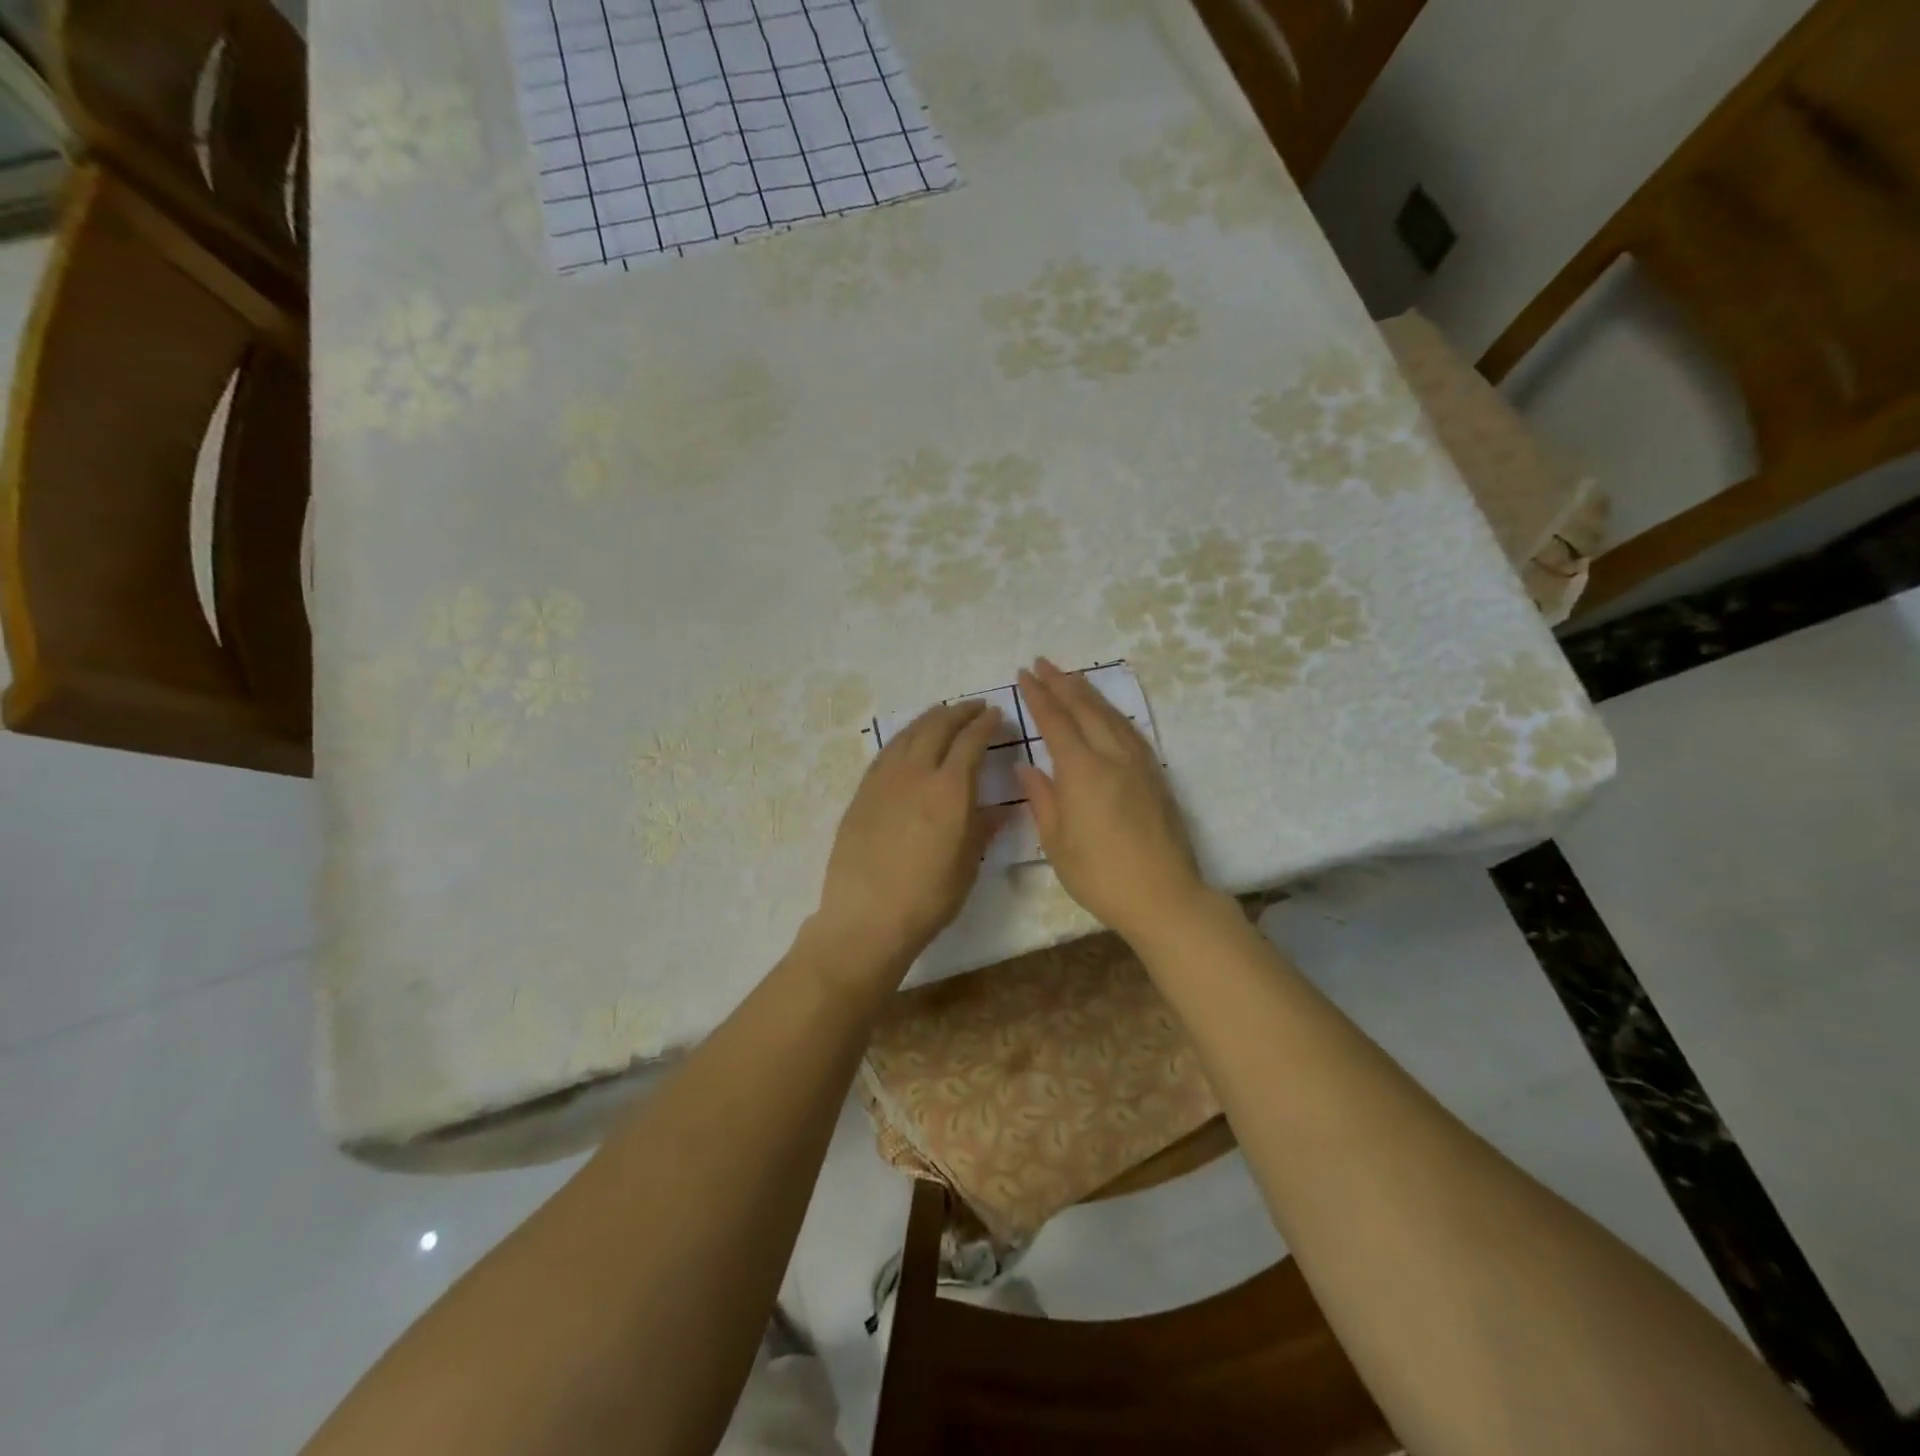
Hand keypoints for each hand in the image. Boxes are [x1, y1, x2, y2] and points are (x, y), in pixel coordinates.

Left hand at [814, 700, 1003, 974]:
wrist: (866, 917)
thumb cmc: (927, 897)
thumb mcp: (967, 865)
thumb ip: (983, 829)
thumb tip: (1001, 809)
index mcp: (949, 789)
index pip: (970, 742)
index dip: (985, 725)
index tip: (996, 715)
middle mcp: (916, 773)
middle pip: (938, 727)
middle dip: (959, 712)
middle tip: (974, 708)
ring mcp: (884, 780)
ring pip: (908, 734)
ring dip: (929, 719)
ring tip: (942, 715)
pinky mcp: (862, 792)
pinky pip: (886, 752)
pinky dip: (904, 738)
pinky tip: (908, 742)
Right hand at [1014, 658, 1210, 943]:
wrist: (1164, 896)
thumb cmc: (1100, 875)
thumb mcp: (1057, 842)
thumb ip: (1041, 798)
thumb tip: (1027, 767)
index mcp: (1082, 771)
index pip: (1055, 721)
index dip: (1038, 696)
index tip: (1024, 675)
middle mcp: (1112, 756)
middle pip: (1085, 708)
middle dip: (1062, 683)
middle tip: (1042, 663)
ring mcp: (1139, 764)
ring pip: (1111, 715)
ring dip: (1088, 692)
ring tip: (1071, 677)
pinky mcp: (1156, 776)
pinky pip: (1130, 730)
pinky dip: (1112, 713)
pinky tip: (1106, 713)